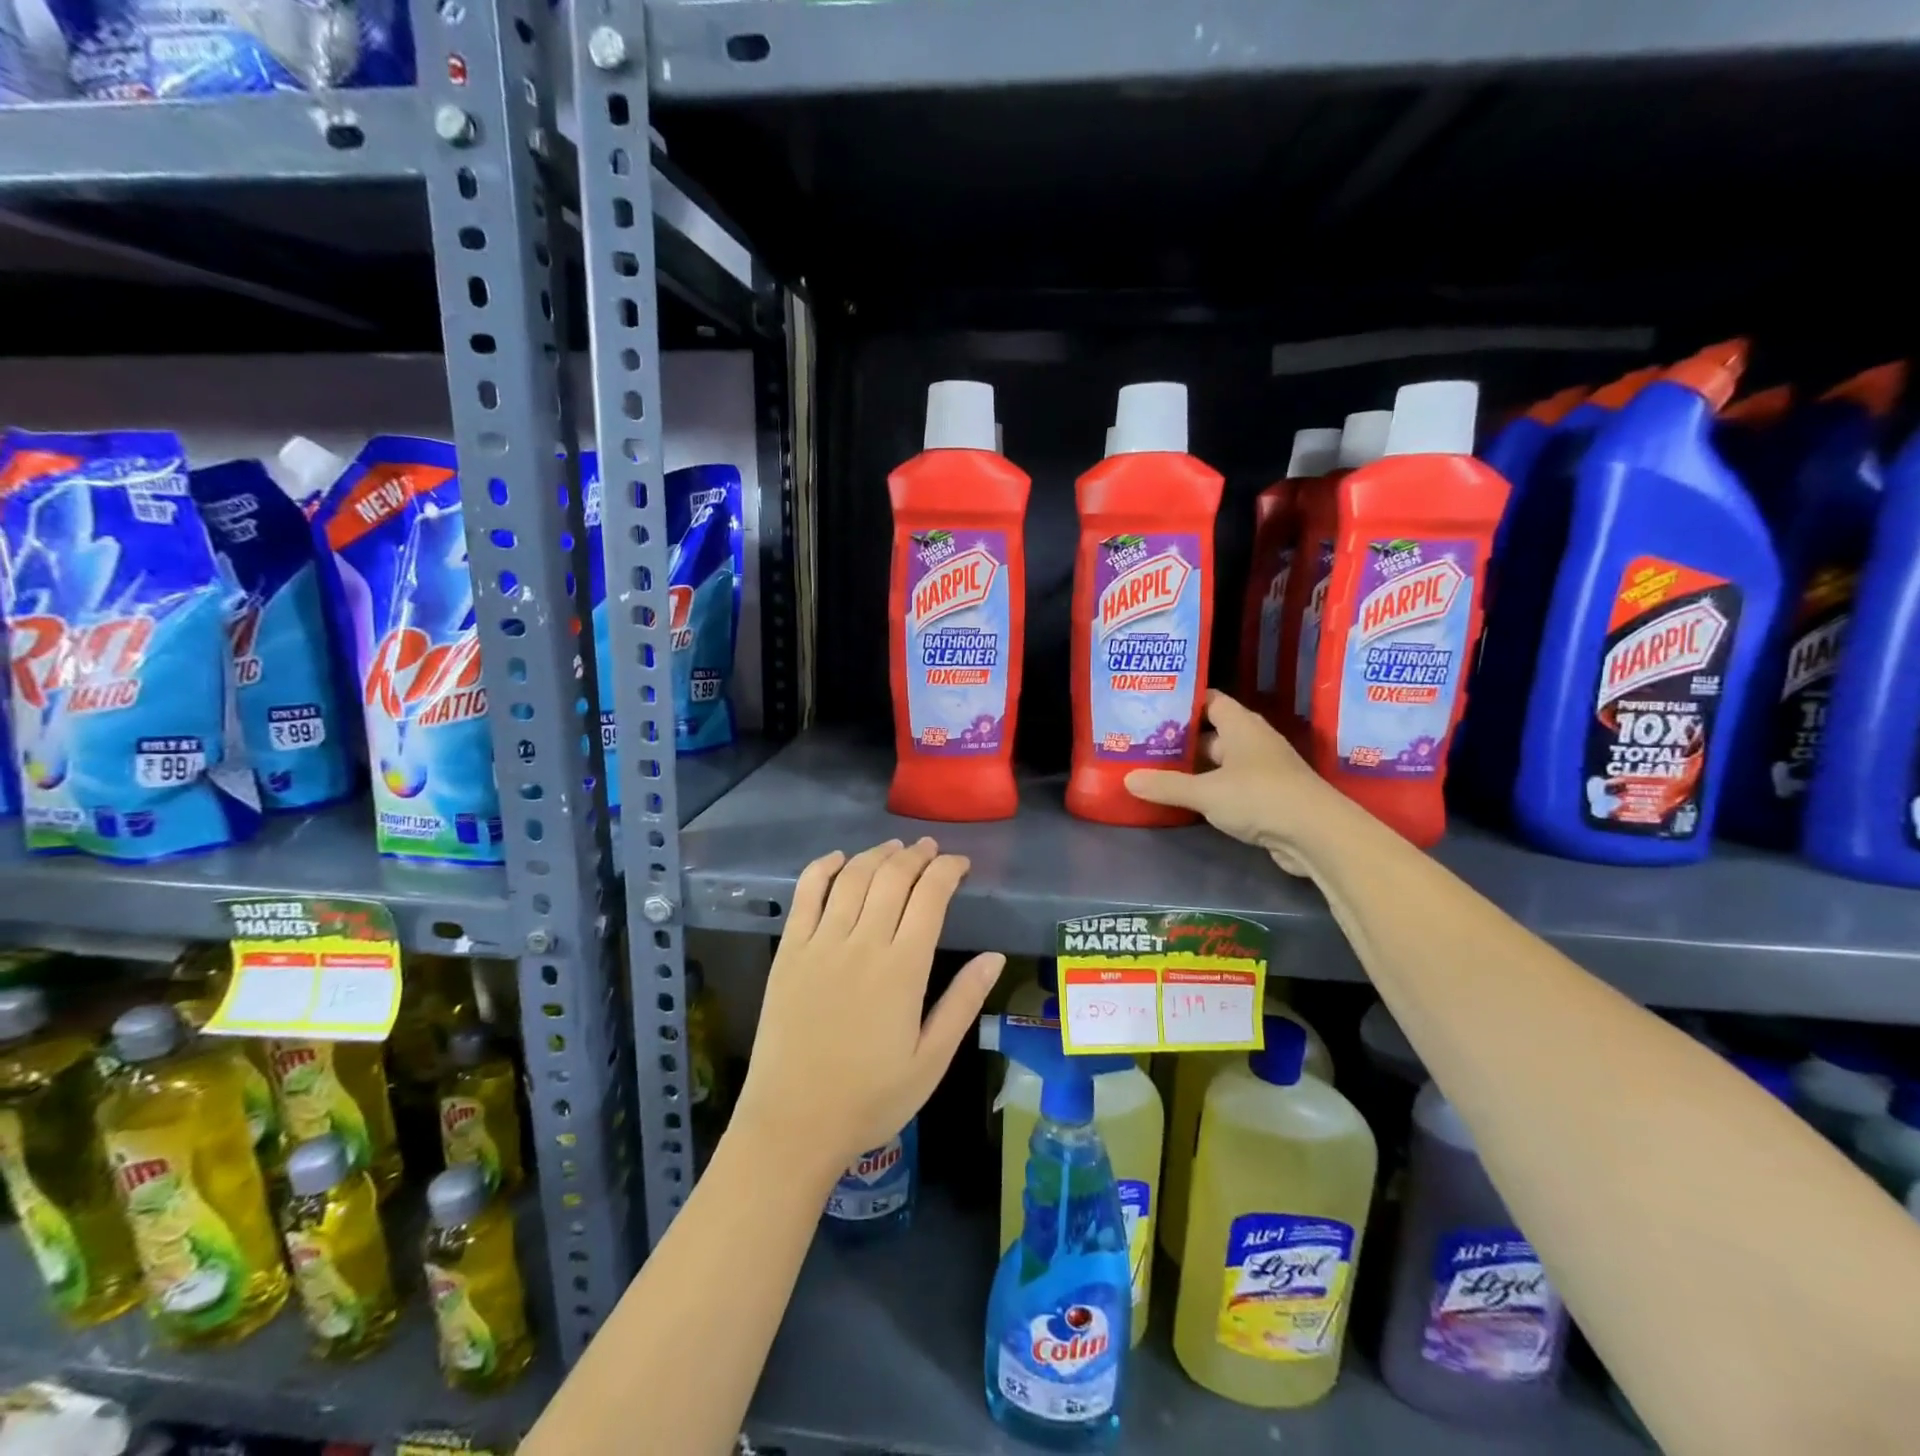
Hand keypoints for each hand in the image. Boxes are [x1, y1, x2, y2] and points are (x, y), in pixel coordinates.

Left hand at [732, 838, 1004, 1177]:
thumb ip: (963, 1003)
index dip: (947, 870)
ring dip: (877, 855)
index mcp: (903, 968)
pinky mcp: (789, 951)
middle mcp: (862, 943)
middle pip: (892, 877)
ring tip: (895, 848)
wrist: (793, 1124)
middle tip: (930, 850)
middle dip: (916, 856)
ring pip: (853, 878)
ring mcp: (821, 943)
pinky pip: (806, 895)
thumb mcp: (931, 1060)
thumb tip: (994, 957)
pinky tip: (838, 859)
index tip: (960, 864)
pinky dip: (822, 868)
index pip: (930, 896)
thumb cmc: (870, 1098)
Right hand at [1124, 690, 1351, 874]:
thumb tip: (1128, 779)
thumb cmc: (1259, 797)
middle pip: (1212, 732)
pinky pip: (1231, 785)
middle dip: (1181, 739)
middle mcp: (1253, 741)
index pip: (1209, 700)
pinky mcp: (1268, 796)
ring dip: (1195, 767)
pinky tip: (1186, 799)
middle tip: (1144, 743)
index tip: (1152, 708)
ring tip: (1156, 770)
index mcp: (1241, 725)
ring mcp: (1263, 769)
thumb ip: (1167, 786)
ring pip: (1221, 762)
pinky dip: (1210, 790)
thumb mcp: (1206, 792)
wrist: (1316, 834)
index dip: (1183, 701)